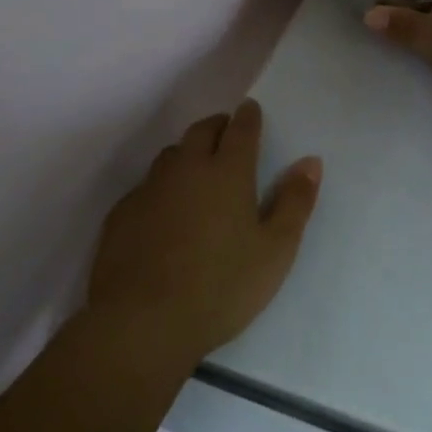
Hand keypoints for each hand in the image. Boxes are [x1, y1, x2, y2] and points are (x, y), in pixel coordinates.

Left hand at [85, 99, 321, 365]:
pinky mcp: (121, 214)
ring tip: (198, 170)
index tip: (251, 110)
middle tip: (227, 134)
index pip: (240, 129)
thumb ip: (295, 202)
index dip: (249, 116)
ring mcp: (148, 190)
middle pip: (201, 131)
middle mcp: (185, 169)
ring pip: (170, 156)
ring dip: (187, 153)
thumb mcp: (275, 250)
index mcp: (227, 172)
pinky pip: (146, 186)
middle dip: (217, 126)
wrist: (143, 322)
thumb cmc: (222, 286)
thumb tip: (310, 161)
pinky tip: (165, 212)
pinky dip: (162, 187)